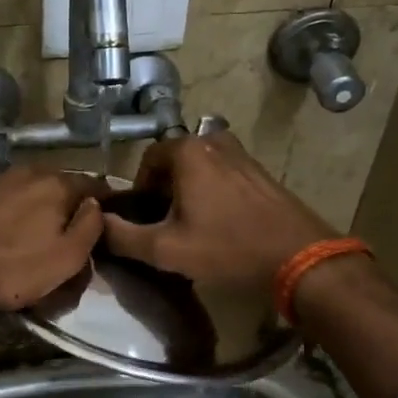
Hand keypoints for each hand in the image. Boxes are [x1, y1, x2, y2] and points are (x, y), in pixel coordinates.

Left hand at [0, 167, 105, 310]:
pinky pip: (1, 196)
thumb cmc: (13, 267)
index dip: (104, 202)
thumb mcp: (66, 258)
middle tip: (69, 229)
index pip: (94, 185)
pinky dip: (9, 208)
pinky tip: (2, 227)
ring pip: (28, 187)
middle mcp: (28, 172)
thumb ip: (90, 227)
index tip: (107, 219)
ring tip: (34, 229)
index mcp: (57, 185)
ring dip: (36, 203)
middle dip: (68, 202)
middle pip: (59, 184)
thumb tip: (95, 205)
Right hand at [101, 131, 334, 291]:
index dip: (140, 190)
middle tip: (166, 226)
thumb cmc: (227, 248)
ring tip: (192, 227)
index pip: (147, 160)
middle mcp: (214, 141)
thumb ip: (122, 236)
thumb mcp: (165, 249)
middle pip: (174, 163)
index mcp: (188, 150)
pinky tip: (219, 225)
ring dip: (188, 193)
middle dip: (164, 191)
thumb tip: (98, 225)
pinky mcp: (260, 171)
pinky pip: (222, 175)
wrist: (299, 257)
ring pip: (199, 169)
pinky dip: (212, 193)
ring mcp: (241, 154)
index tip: (146, 219)